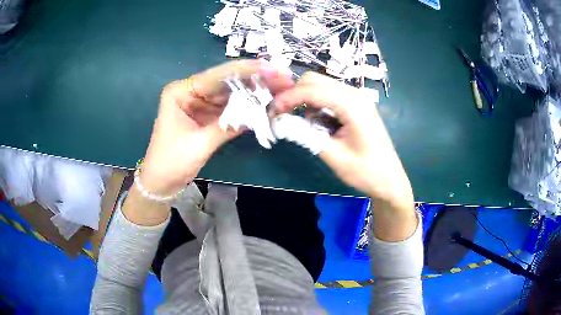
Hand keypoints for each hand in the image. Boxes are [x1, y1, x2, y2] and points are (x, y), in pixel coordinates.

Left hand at [140, 60, 293, 196]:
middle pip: (227, 81)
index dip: (247, 71)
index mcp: (180, 92)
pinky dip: (247, 106)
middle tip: (283, 76)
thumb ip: (228, 126)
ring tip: (281, 86)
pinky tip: (266, 102)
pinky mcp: (207, 115)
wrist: (161, 182)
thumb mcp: (199, 144)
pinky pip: (230, 107)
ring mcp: (200, 103)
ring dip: (255, 91)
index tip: (272, 68)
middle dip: (256, 78)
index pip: (217, 76)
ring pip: (231, 93)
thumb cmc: (171, 163)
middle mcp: (191, 91)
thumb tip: (259, 113)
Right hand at [274, 72, 415, 240]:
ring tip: (302, 125)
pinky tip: (319, 125)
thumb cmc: (366, 172)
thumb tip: (280, 122)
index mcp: (352, 105)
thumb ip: (306, 135)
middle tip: (282, 116)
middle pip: (314, 80)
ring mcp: (356, 98)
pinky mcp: (355, 105)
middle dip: (294, 95)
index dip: (288, 98)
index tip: (272, 112)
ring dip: (305, 101)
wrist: (389, 180)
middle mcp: (354, 94)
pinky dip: (316, 106)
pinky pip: (328, 96)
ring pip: (320, 86)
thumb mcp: (334, 156)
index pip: (312, 90)